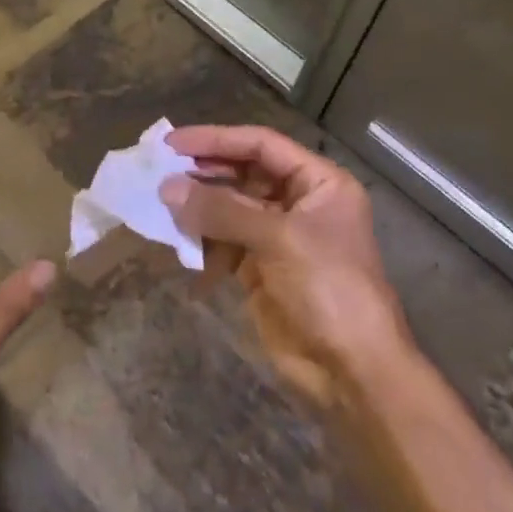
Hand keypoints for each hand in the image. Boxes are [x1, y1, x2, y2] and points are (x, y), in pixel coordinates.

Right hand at [161, 125, 411, 407]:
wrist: (352, 371)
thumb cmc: (328, 289)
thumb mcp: (278, 239)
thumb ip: (221, 210)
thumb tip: (167, 187)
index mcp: (319, 183)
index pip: (262, 145)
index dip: (217, 140)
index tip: (174, 142)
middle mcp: (299, 203)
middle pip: (244, 173)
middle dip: (204, 173)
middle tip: (160, 171)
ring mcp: (279, 237)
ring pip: (230, 208)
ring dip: (199, 207)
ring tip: (162, 205)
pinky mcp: (261, 269)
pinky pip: (224, 241)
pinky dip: (202, 240)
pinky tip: (178, 240)